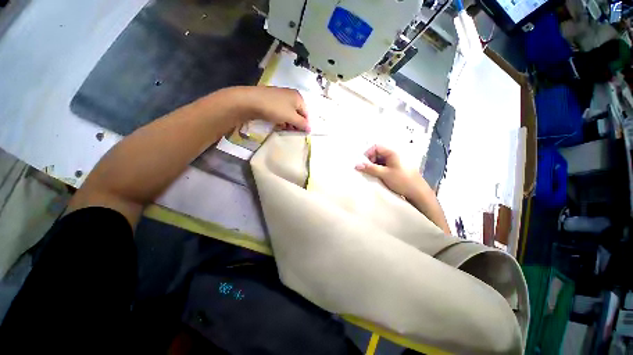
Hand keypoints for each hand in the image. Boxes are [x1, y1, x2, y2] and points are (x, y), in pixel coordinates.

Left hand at [224, 86, 309, 131]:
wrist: (250, 101)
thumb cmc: (274, 108)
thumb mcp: (291, 117)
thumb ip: (302, 123)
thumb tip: (310, 129)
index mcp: (298, 97)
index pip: (306, 113)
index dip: (305, 124)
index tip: (301, 133)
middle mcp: (290, 95)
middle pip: (298, 113)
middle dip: (296, 124)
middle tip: (292, 132)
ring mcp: (280, 97)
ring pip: (289, 113)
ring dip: (288, 122)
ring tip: (284, 129)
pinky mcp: (271, 101)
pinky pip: (280, 111)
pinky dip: (281, 119)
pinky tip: (278, 124)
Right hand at [355, 145, 427, 198]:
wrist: (418, 193)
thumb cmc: (402, 181)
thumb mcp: (384, 174)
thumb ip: (370, 168)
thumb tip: (356, 165)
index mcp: (392, 153)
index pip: (376, 147)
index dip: (368, 154)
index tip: (363, 164)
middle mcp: (394, 155)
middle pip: (377, 153)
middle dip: (370, 161)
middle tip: (367, 170)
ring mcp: (395, 162)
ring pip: (380, 161)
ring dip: (373, 166)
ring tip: (371, 174)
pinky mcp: (396, 169)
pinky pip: (384, 166)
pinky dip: (378, 170)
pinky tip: (377, 177)